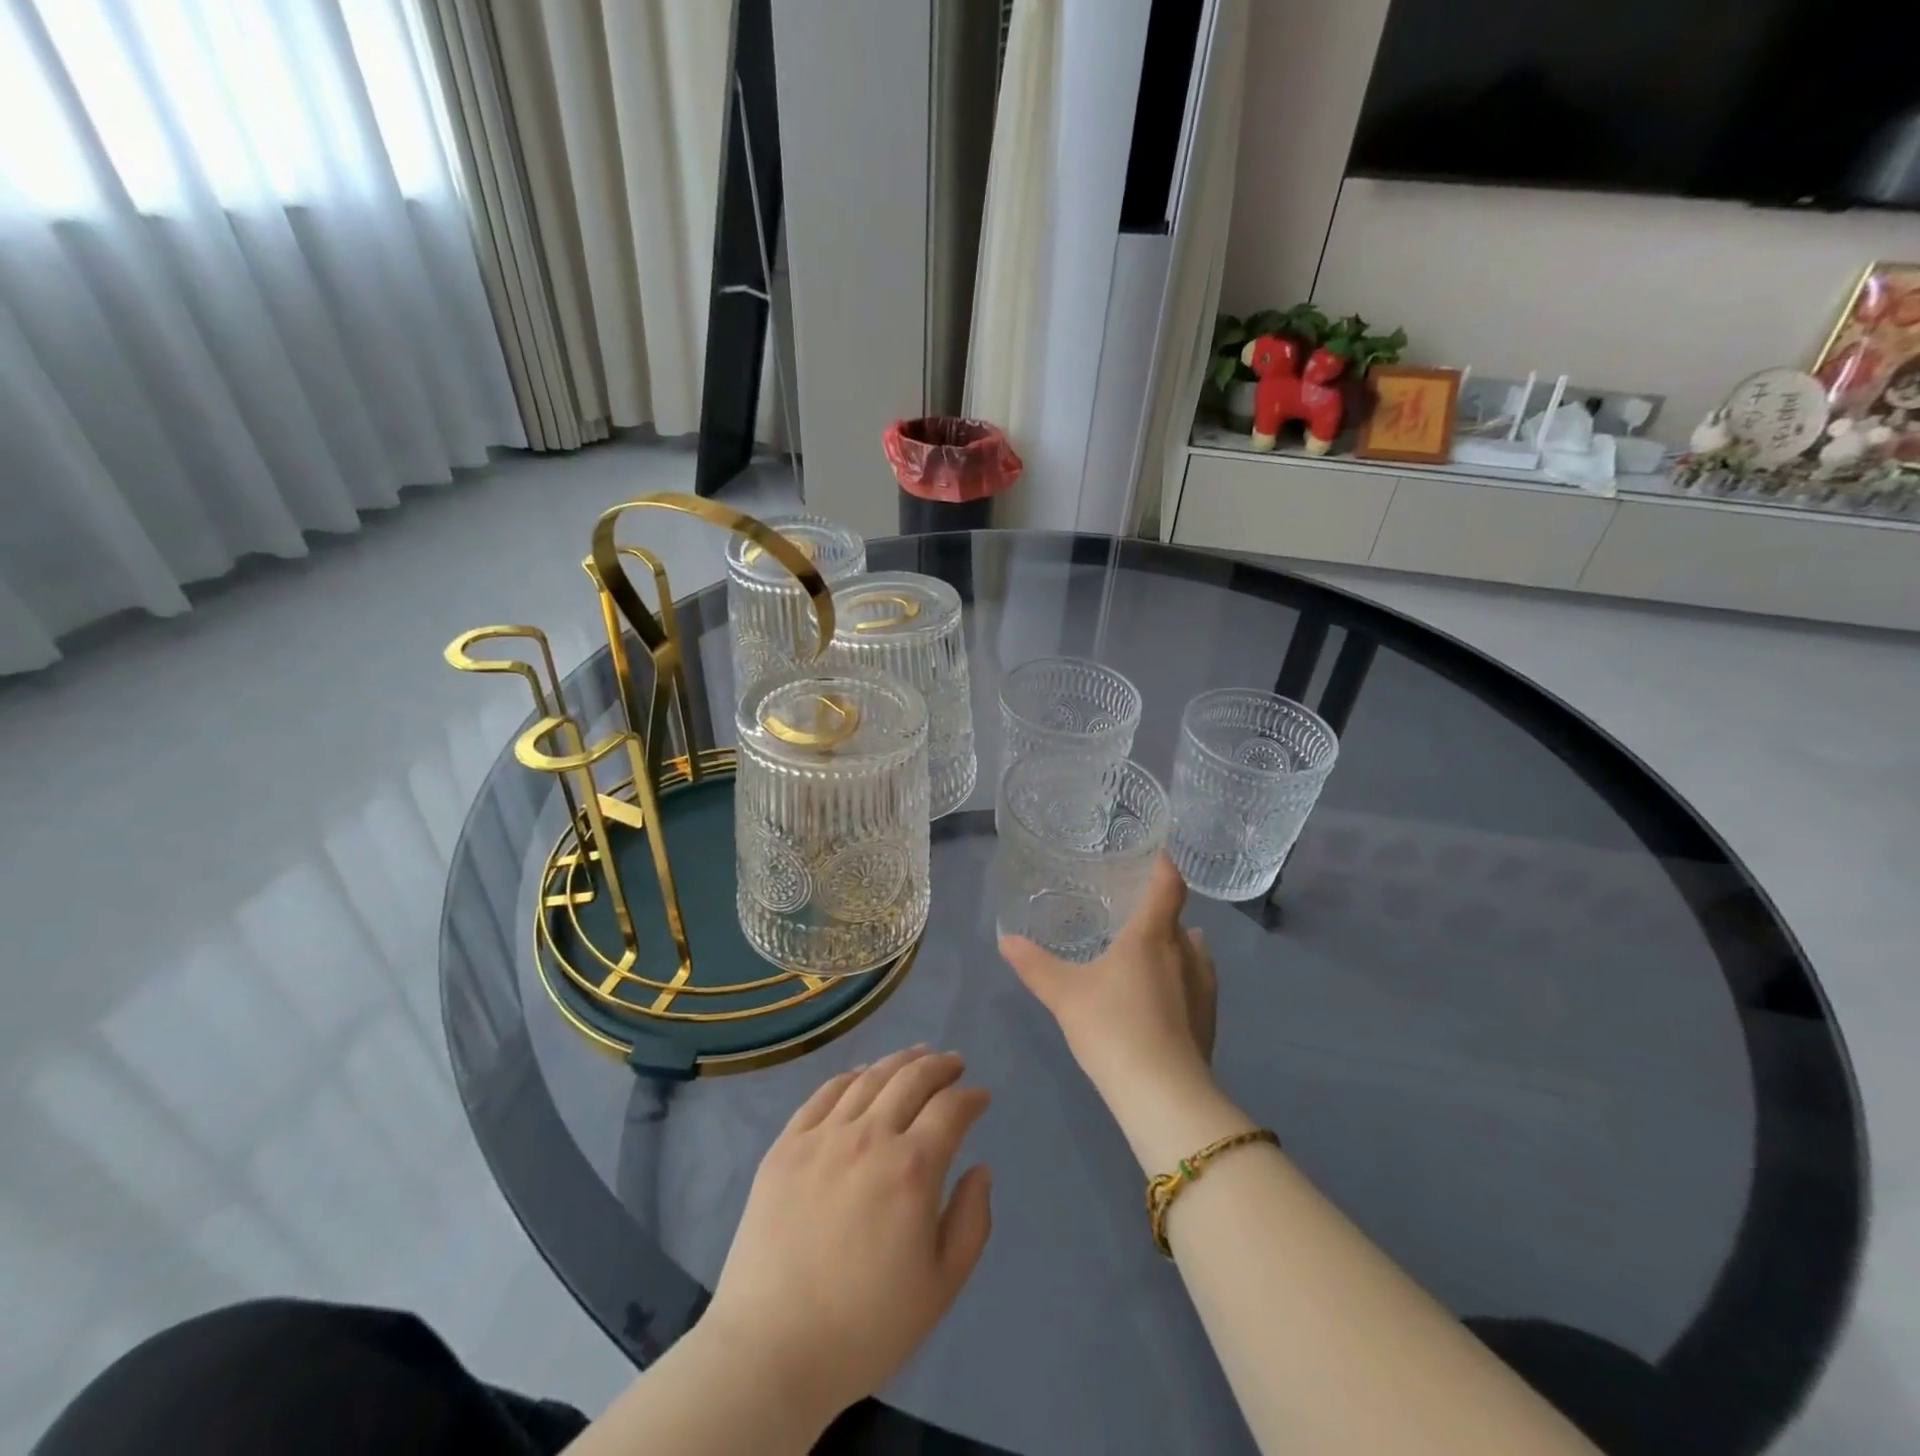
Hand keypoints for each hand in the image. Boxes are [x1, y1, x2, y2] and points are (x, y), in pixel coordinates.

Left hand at [701, 1048, 993, 1430]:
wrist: (771, 1350)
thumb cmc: (866, 1327)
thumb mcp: (940, 1287)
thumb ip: (971, 1221)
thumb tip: (980, 1169)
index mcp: (912, 1168)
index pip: (951, 1109)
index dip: (970, 1097)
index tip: (980, 1096)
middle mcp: (870, 1136)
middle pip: (912, 1078)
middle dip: (940, 1066)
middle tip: (954, 1062)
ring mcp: (823, 1136)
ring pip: (869, 1078)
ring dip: (899, 1061)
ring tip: (916, 1056)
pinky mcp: (787, 1145)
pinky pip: (824, 1094)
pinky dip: (851, 1076)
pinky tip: (862, 1075)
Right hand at [999, 855, 1217, 1106]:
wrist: (1163, 1094)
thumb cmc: (1113, 1026)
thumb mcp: (1064, 994)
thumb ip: (1035, 965)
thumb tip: (1006, 940)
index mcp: (1152, 936)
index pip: (1167, 885)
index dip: (1163, 865)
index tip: (1154, 854)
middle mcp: (1185, 954)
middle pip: (1179, 920)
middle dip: (1160, 911)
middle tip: (1131, 911)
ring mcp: (1203, 990)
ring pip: (1193, 953)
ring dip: (1175, 946)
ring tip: (1147, 951)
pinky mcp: (1208, 1022)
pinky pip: (1195, 985)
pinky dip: (1180, 980)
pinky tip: (1159, 997)